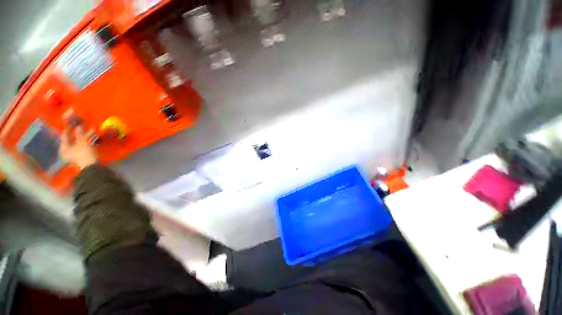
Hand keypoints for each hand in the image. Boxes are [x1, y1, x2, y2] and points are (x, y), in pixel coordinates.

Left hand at [60, 126, 97, 169]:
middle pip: (71, 139)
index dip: (69, 128)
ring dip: (83, 136)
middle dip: (77, 133)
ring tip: (89, 130)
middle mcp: (66, 150)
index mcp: (63, 147)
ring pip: (78, 142)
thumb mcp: (82, 142)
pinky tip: (91, 137)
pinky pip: (82, 145)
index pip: (64, 135)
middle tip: (81, 126)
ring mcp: (74, 153)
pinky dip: (86, 141)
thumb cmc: (84, 154)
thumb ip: (79, 134)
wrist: (91, 167)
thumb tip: (78, 125)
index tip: (73, 122)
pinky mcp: (81, 155)